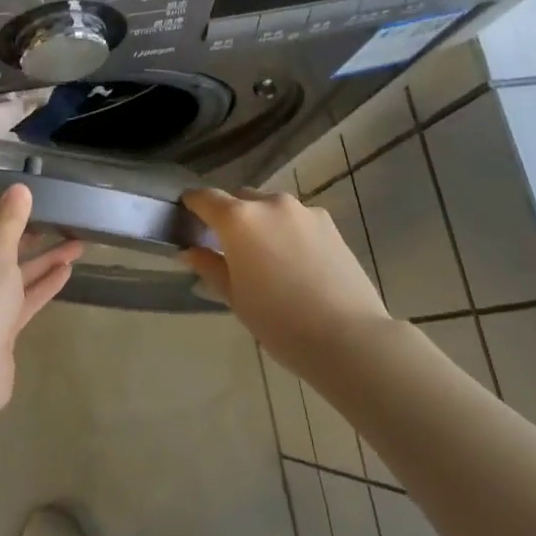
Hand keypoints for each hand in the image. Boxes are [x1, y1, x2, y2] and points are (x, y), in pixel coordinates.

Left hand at [0, 184, 81, 405]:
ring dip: (42, 261)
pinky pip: (18, 299)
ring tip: (78, 246)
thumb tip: (19, 187)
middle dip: (30, 240)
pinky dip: (39, 285)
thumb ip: (10, 220)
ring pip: (11, 275)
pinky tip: (67, 271)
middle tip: (60, 225)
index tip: (29, 209)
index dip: (1, 217)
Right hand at [180, 187, 387, 371]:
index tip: (187, 215)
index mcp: (238, 219)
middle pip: (240, 199)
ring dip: (262, 224)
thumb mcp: (235, 297)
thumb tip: (190, 251)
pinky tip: (297, 264)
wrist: (349, 337)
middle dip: (230, 217)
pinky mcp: (330, 223)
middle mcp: (270, 204)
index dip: (192, 204)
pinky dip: (288, 232)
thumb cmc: (279, 322)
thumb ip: (209, 266)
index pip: (205, 198)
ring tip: (268, 259)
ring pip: (271, 208)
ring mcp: (303, 211)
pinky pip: (297, 220)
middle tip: (229, 248)